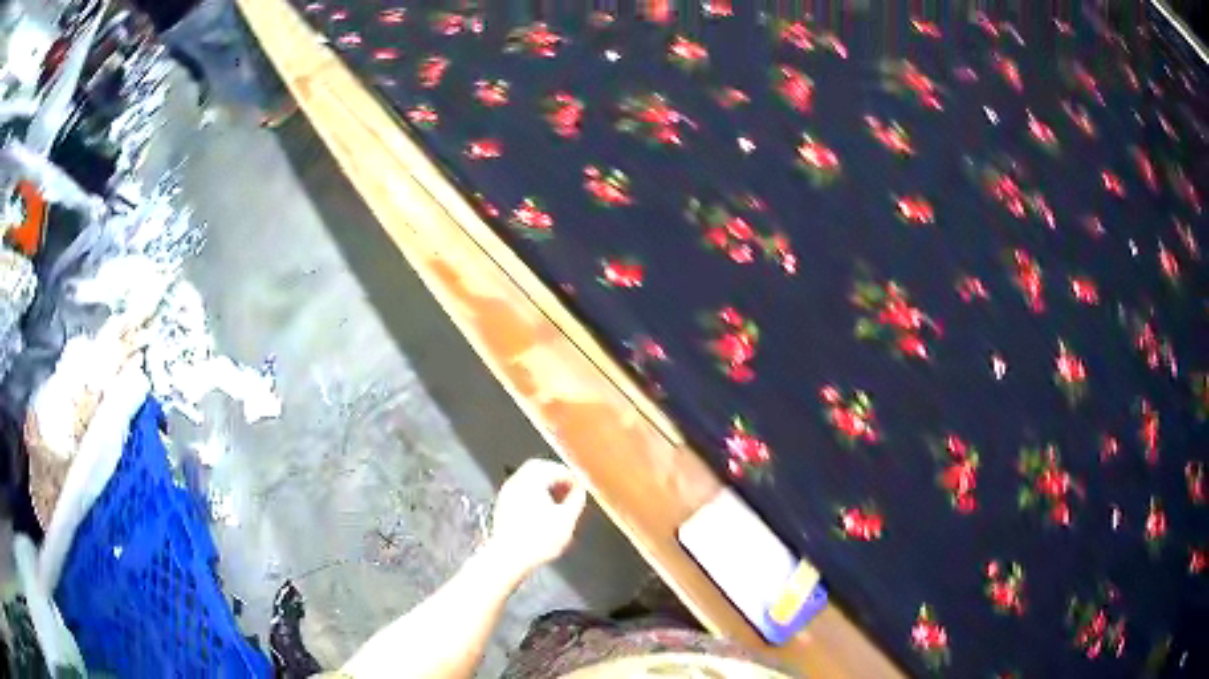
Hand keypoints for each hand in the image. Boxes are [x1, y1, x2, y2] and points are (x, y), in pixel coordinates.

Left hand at [487, 459, 586, 576]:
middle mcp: (516, 482)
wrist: (509, 557)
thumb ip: (576, 500)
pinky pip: (520, 490)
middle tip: (568, 487)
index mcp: (532, 480)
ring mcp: (507, 493)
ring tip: (558, 499)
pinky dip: (533, 493)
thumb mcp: (567, 520)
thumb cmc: (537, 540)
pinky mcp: (502, 505)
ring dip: (544, 484)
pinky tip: (542, 510)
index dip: (571, 476)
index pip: (555, 468)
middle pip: (538, 468)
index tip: (580, 486)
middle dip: (555, 475)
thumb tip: (580, 490)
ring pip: (528, 478)